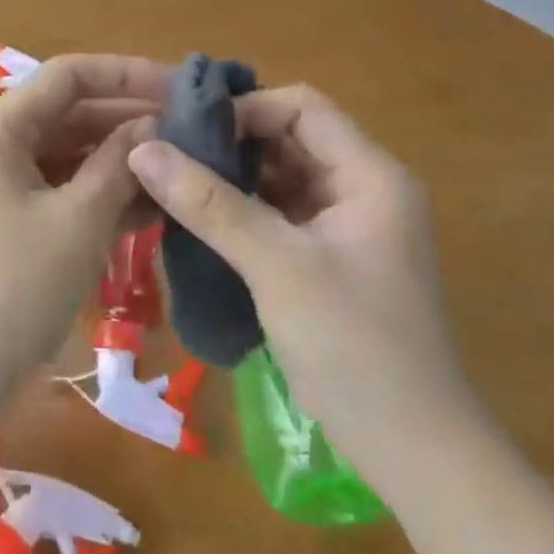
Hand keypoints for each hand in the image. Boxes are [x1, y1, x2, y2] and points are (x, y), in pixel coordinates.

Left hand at [0, 55, 165, 418]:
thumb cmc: (9, 290)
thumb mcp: (76, 222)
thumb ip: (119, 165)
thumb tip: (154, 126)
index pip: (69, 76)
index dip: (128, 75)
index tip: (184, 90)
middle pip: (69, 115)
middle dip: (130, 121)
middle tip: (196, 137)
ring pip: (68, 158)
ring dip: (120, 164)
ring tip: (184, 174)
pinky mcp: (5, 226)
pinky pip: (58, 194)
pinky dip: (98, 198)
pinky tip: (151, 210)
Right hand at [126, 85, 485, 499]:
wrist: (410, 446)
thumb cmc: (352, 346)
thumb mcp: (276, 266)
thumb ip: (209, 204)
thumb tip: (143, 149)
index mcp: (369, 176)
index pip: (302, 107)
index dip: (243, 110)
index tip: (184, 134)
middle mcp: (362, 190)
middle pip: (289, 140)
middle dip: (228, 143)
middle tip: (165, 157)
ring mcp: (346, 227)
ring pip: (279, 179)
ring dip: (229, 179)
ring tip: (170, 186)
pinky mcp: (327, 260)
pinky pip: (277, 216)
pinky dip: (239, 213)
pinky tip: (196, 223)